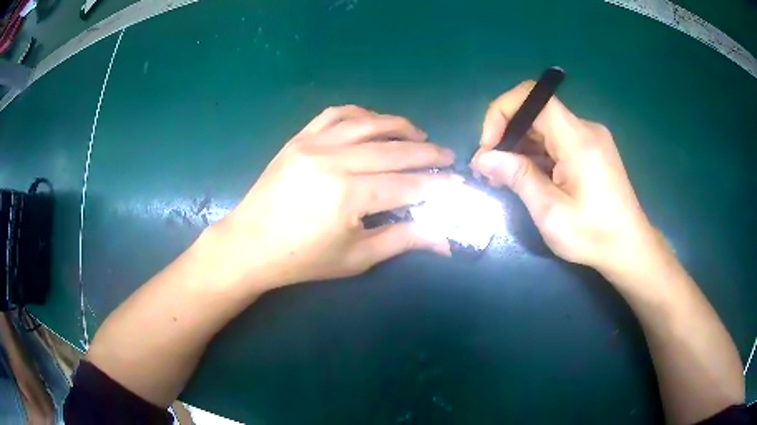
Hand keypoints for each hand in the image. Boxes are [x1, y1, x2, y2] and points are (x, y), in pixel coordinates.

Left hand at [210, 105, 454, 290]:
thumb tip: (444, 240)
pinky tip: (373, 122)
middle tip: (447, 155)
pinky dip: (360, 114)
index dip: (437, 184)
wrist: (250, 245)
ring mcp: (313, 144)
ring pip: (367, 123)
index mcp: (349, 195)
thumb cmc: (303, 259)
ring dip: (399, 126)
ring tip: (418, 135)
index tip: (457, 182)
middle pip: (394, 149)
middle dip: (428, 153)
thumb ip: (403, 240)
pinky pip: (334, 114)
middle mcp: (334, 161)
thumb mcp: (356, 258)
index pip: (408, 185)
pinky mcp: (299, 139)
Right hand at [471, 81, 664, 279]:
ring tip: (504, 178)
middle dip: (507, 134)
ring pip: (545, 126)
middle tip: (490, 170)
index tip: (489, 147)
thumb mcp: (551, 213)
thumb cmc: (594, 235)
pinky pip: (557, 140)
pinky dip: (537, 153)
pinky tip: (529, 178)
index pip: (532, 96)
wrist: (630, 247)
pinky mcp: (592, 150)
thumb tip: (483, 158)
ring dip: (520, 146)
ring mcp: (590, 138)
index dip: (502, 112)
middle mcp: (585, 128)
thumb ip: (518, 178)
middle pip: (536, 111)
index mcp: (577, 138)